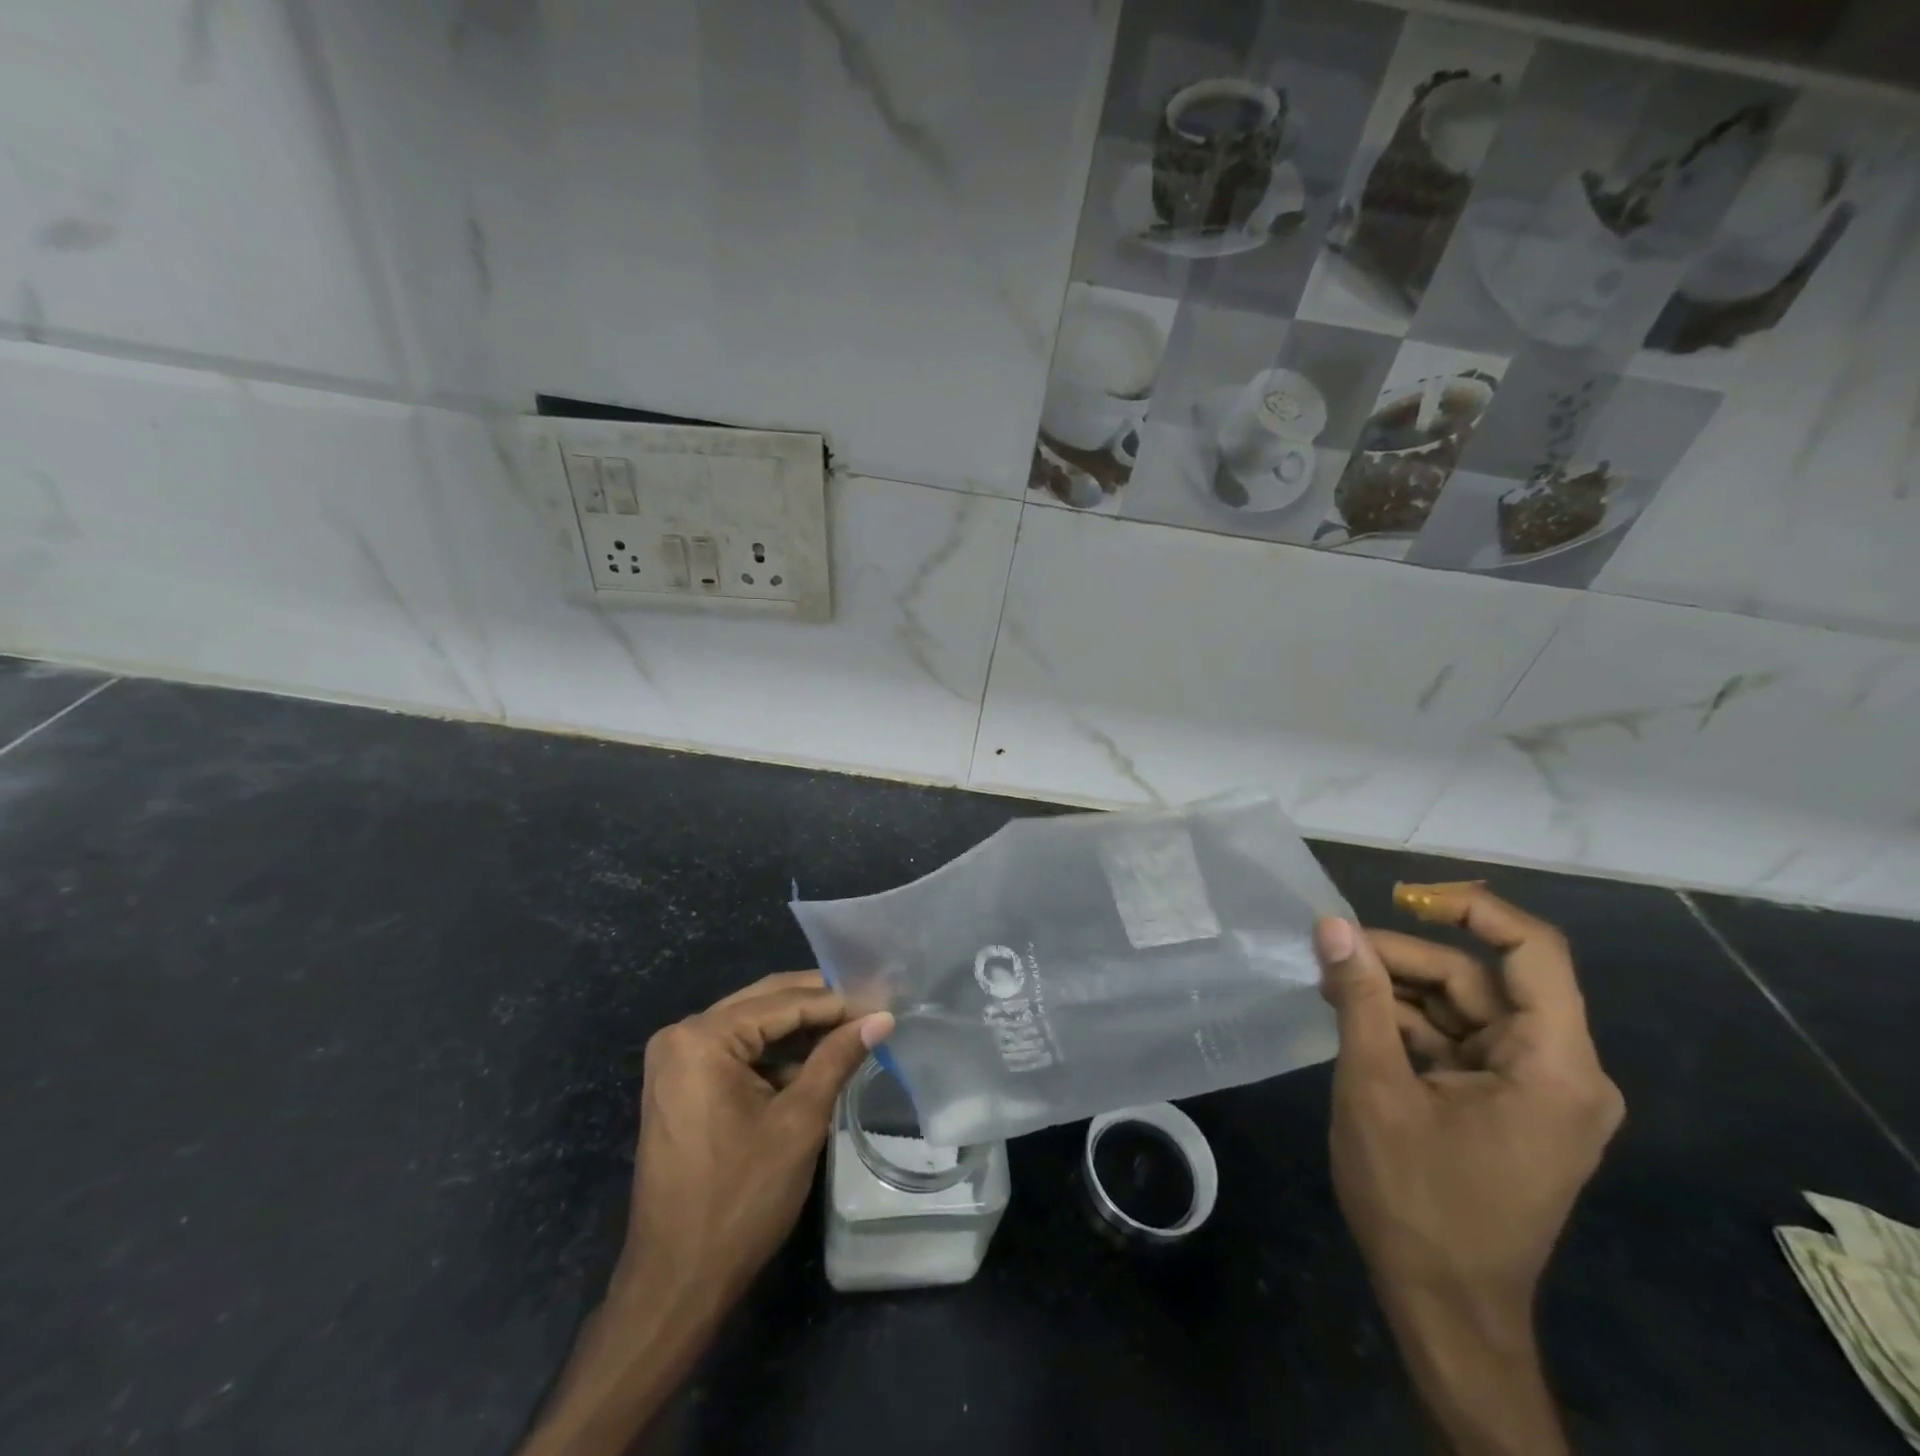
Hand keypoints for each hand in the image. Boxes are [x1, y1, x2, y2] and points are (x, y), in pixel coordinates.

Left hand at [521, 972, 889, 1455]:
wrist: (676, 1283)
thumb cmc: (740, 1200)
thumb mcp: (799, 1122)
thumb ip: (837, 1058)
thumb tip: (882, 1017)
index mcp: (702, 1038)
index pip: (783, 1002)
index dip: (838, 1001)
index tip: (883, 1002)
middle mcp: (682, 1035)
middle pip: (764, 1003)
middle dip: (819, 1006)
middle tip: (872, 1006)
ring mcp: (677, 1061)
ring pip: (752, 1026)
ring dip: (800, 1030)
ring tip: (854, 1029)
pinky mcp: (681, 1085)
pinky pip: (737, 1052)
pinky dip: (775, 1055)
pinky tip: (817, 1060)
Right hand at [1314, 883, 1623, 1455]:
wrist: (1444, 1307)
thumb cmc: (1416, 1198)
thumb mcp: (1375, 1087)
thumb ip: (1359, 997)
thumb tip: (1331, 925)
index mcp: (1554, 1066)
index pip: (1534, 952)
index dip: (1471, 910)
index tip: (1400, 896)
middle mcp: (1562, 1072)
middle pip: (1483, 982)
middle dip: (1405, 960)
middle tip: (1332, 952)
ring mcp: (1537, 1093)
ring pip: (1465, 1010)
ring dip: (1399, 992)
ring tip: (1332, 983)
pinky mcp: (1510, 1108)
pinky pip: (1460, 1043)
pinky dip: (1409, 1026)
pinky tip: (1355, 1018)